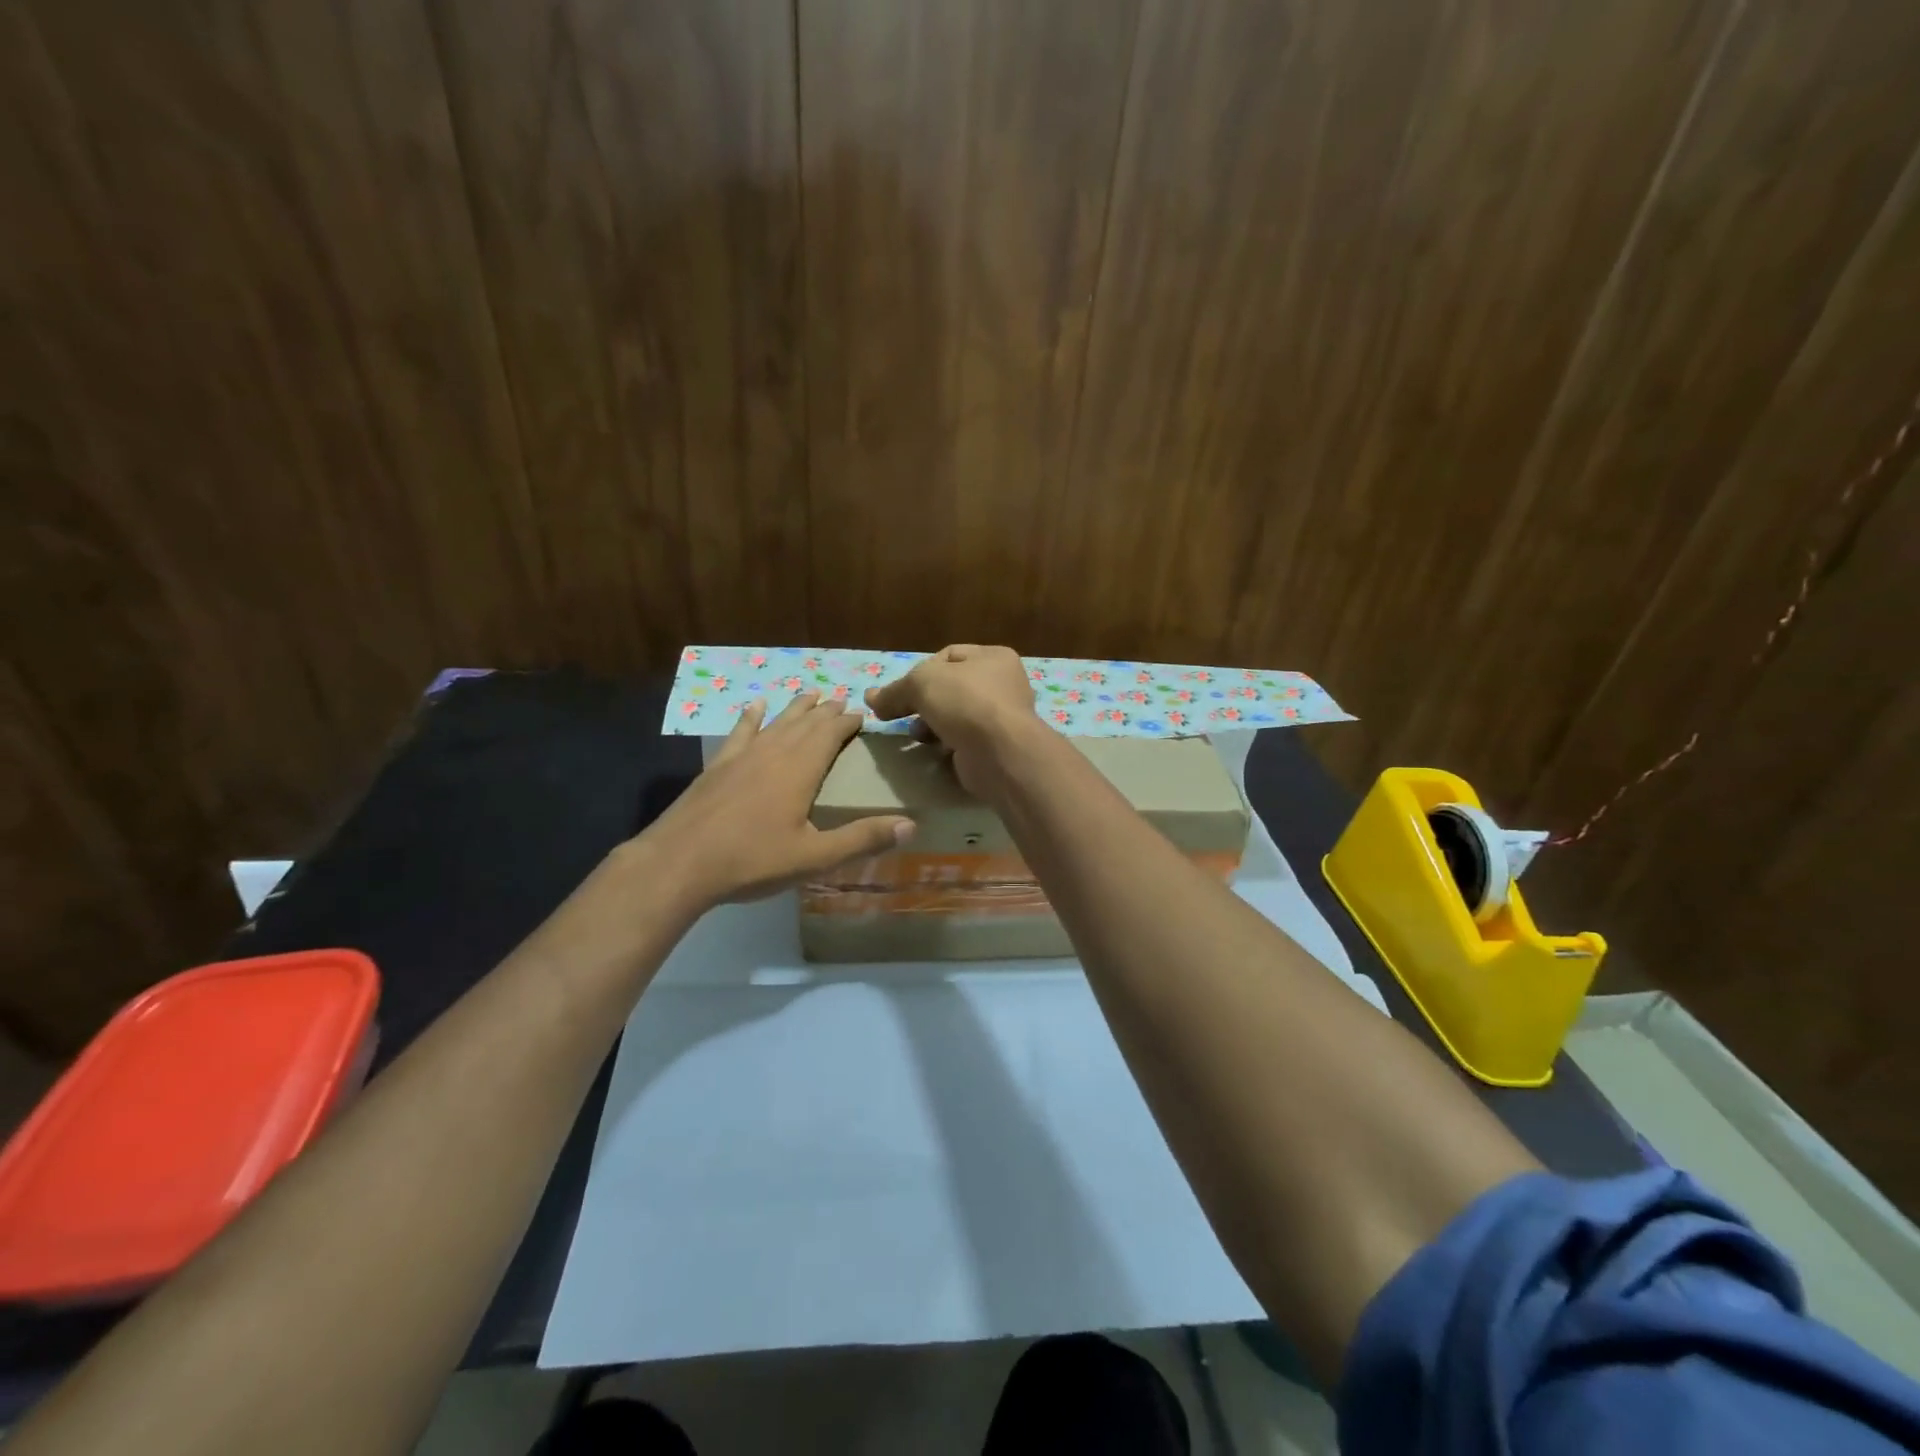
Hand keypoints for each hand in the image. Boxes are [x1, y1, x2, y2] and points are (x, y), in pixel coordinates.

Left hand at [642, 692, 913, 906]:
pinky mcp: (717, 767)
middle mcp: (773, 753)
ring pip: (776, 723)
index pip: (830, 734)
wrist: (679, 863)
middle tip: (841, 701)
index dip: (847, 722)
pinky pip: (740, 733)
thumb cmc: (752, 861)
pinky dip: (751, 718)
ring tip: (810, 695)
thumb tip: (911, 824)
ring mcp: (741, 757)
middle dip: (826, 712)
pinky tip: (755, 706)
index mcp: (800, 770)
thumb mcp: (814, 857)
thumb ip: (862, 839)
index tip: (862, 714)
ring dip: (795, 709)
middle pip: (805, 723)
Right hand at [864, 644, 1039, 795]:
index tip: (902, 691)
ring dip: (932, 724)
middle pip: (950, 688)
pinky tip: (933, 751)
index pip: (948, 656)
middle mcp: (1003, 684)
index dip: (920, 670)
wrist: (1000, 753)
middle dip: (922, 702)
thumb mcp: (921, 684)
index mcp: (994, 657)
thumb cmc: (965, 702)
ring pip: (955, 716)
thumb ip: (894, 691)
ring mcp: (1002, 718)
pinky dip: (946, 745)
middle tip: (901, 715)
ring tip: (916, 735)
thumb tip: (870, 698)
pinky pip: (963, 741)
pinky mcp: (996, 747)